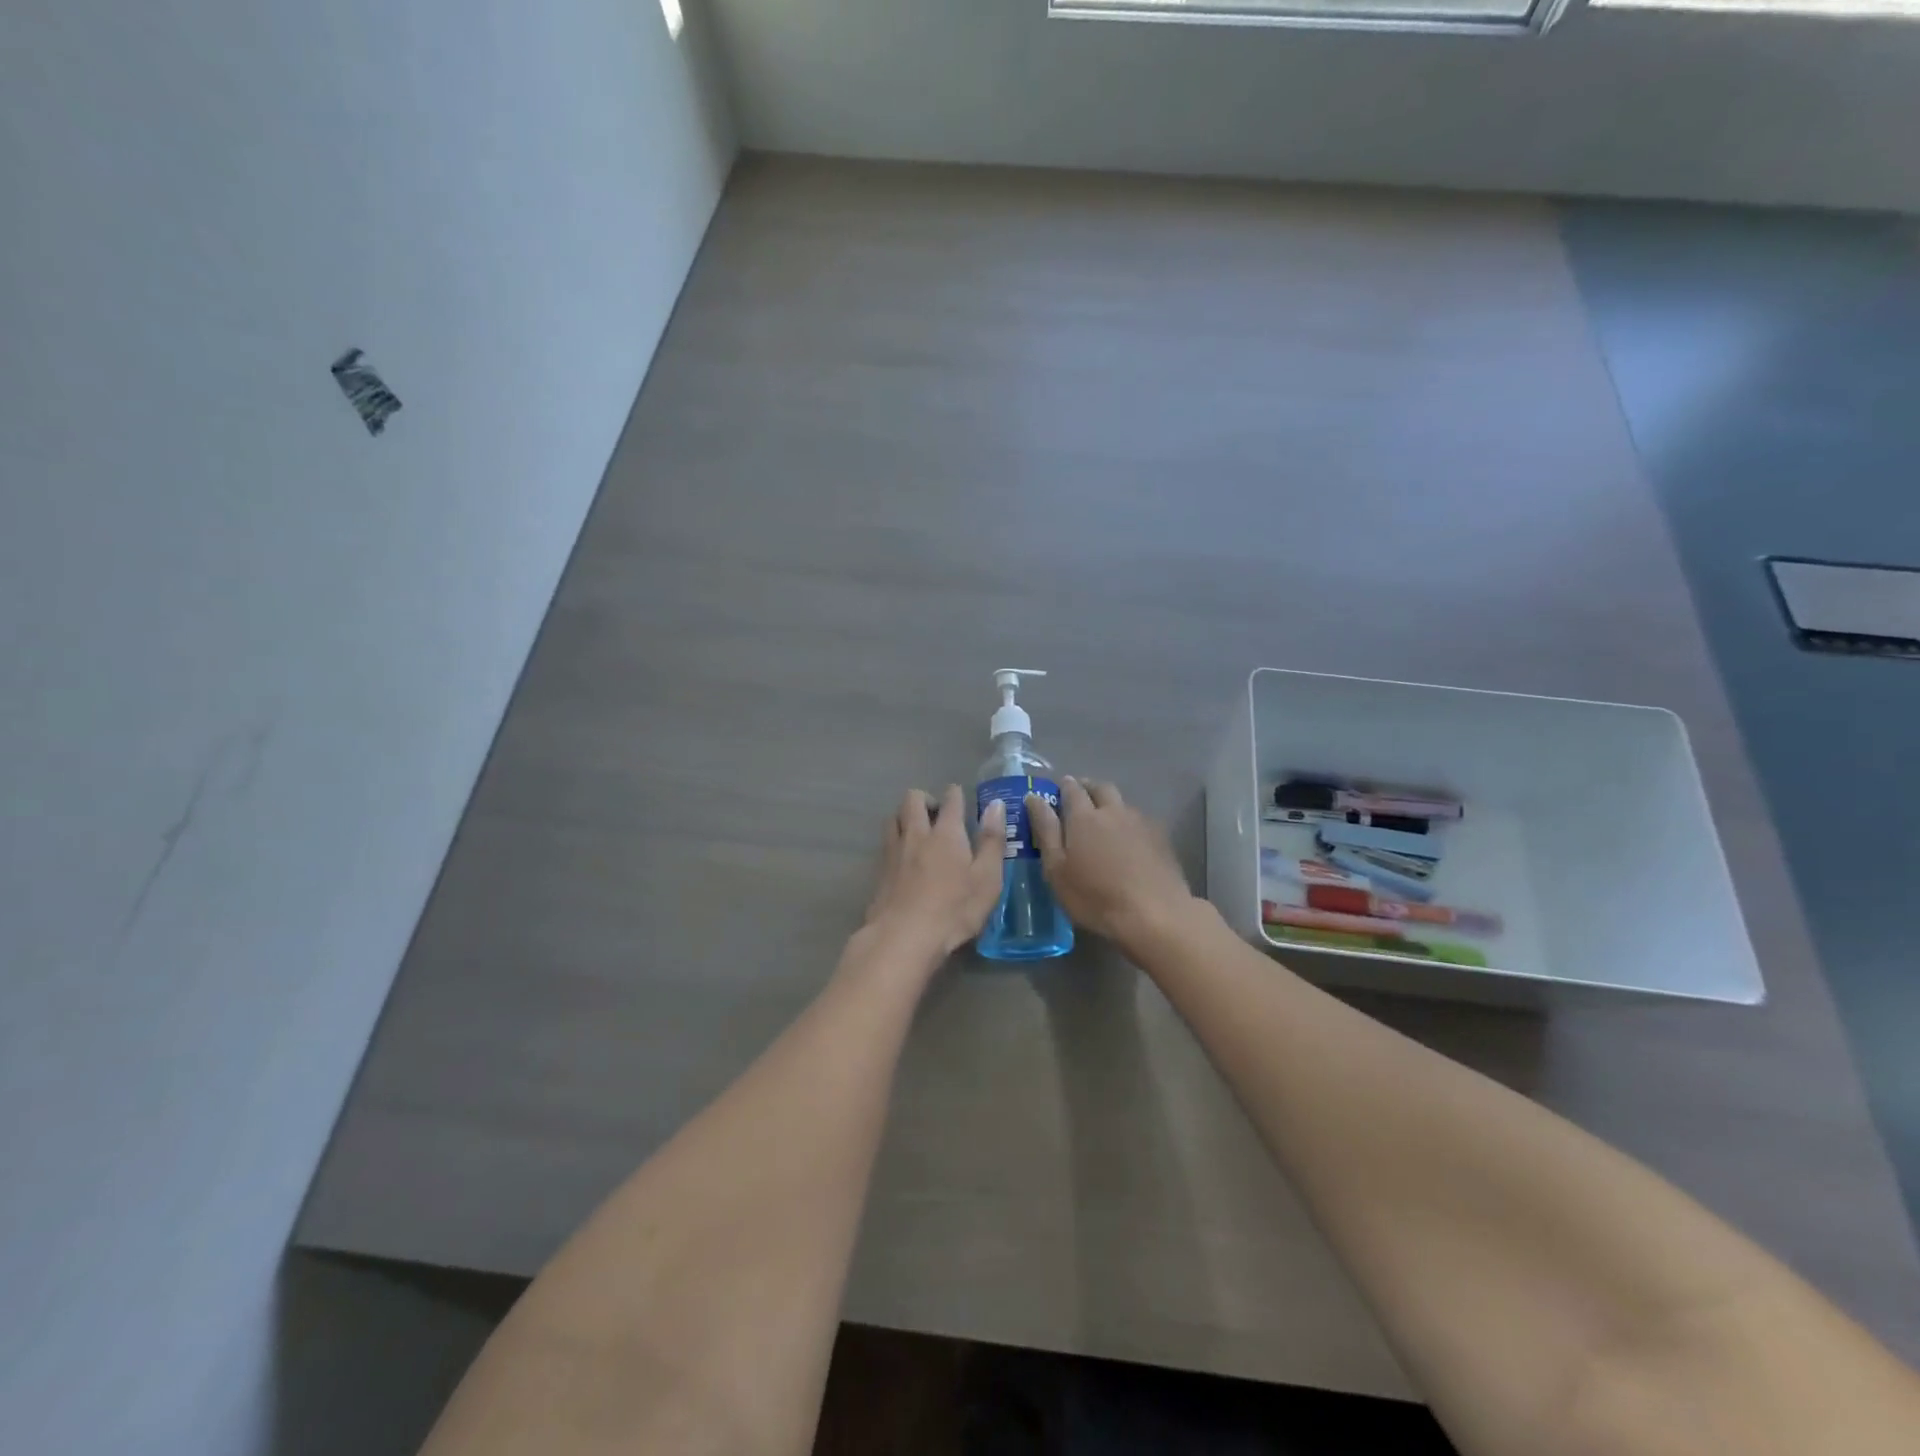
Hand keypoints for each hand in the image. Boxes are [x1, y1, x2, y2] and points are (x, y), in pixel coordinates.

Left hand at [864, 786, 1006, 959]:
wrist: (903, 937)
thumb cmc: (954, 909)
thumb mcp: (987, 879)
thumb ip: (992, 840)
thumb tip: (996, 805)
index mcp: (947, 833)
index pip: (951, 799)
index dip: (956, 794)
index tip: (961, 797)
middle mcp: (917, 834)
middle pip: (913, 799)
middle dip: (926, 799)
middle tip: (938, 815)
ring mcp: (894, 851)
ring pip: (894, 817)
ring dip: (905, 816)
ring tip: (918, 832)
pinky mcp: (880, 871)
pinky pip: (886, 842)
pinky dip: (895, 839)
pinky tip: (904, 857)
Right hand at [1027, 777, 1197, 956]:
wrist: (1156, 915)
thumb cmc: (1095, 897)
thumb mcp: (1057, 869)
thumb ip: (1045, 830)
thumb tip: (1034, 798)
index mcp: (1084, 817)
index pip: (1071, 789)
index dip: (1062, 787)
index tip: (1056, 791)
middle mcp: (1113, 811)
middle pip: (1101, 788)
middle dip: (1088, 788)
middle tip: (1079, 799)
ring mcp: (1140, 823)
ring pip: (1122, 803)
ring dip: (1110, 804)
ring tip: (1103, 821)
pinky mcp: (1161, 838)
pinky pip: (1140, 820)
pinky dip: (1129, 823)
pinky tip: (1128, 841)